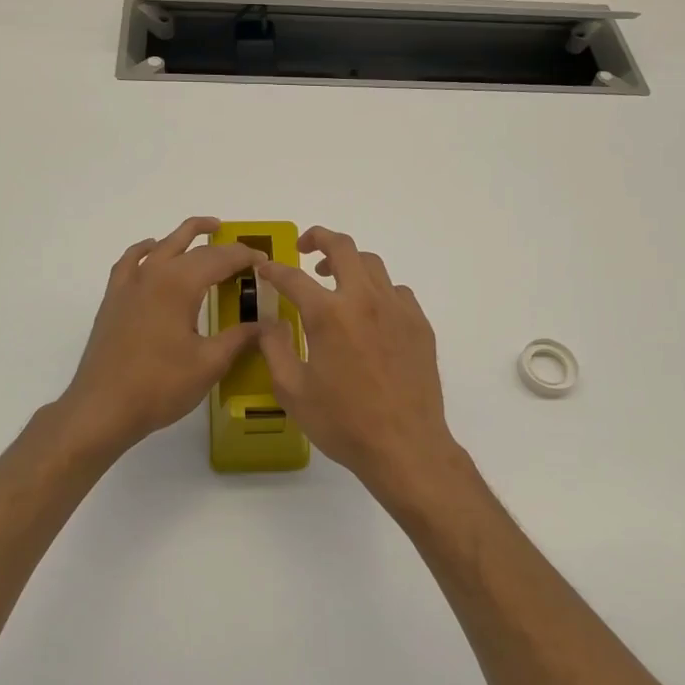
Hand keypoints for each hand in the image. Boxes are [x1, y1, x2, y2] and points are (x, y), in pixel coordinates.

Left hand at [58, 217, 264, 457]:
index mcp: (179, 284)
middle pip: (192, 247)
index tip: (265, 263)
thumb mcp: (209, 363)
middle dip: (222, 246)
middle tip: (245, 253)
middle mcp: (153, 274)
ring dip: (185, 235)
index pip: (220, 258)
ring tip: (207, 230)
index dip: (245, 257)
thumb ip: (240, 338)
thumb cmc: (160, 385)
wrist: (102, 408)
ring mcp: (129, 284)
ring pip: (161, 246)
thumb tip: (268, 325)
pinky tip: (153, 253)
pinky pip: (131, 261)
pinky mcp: (114, 300)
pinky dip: (146, 250)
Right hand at [257, 227, 471, 519]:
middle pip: (343, 248)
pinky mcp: (419, 324)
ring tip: (335, 280)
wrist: (405, 446)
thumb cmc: (343, 422)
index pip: (294, 277)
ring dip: (349, 263)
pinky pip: (396, 291)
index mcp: (329, 314)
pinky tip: (369, 313)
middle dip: (319, 238)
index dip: (274, 269)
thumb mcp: (293, 390)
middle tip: (305, 247)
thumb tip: (269, 321)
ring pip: (373, 265)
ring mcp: (397, 309)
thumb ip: (275, 348)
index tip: (265, 268)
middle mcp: (365, 300)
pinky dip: (377, 290)